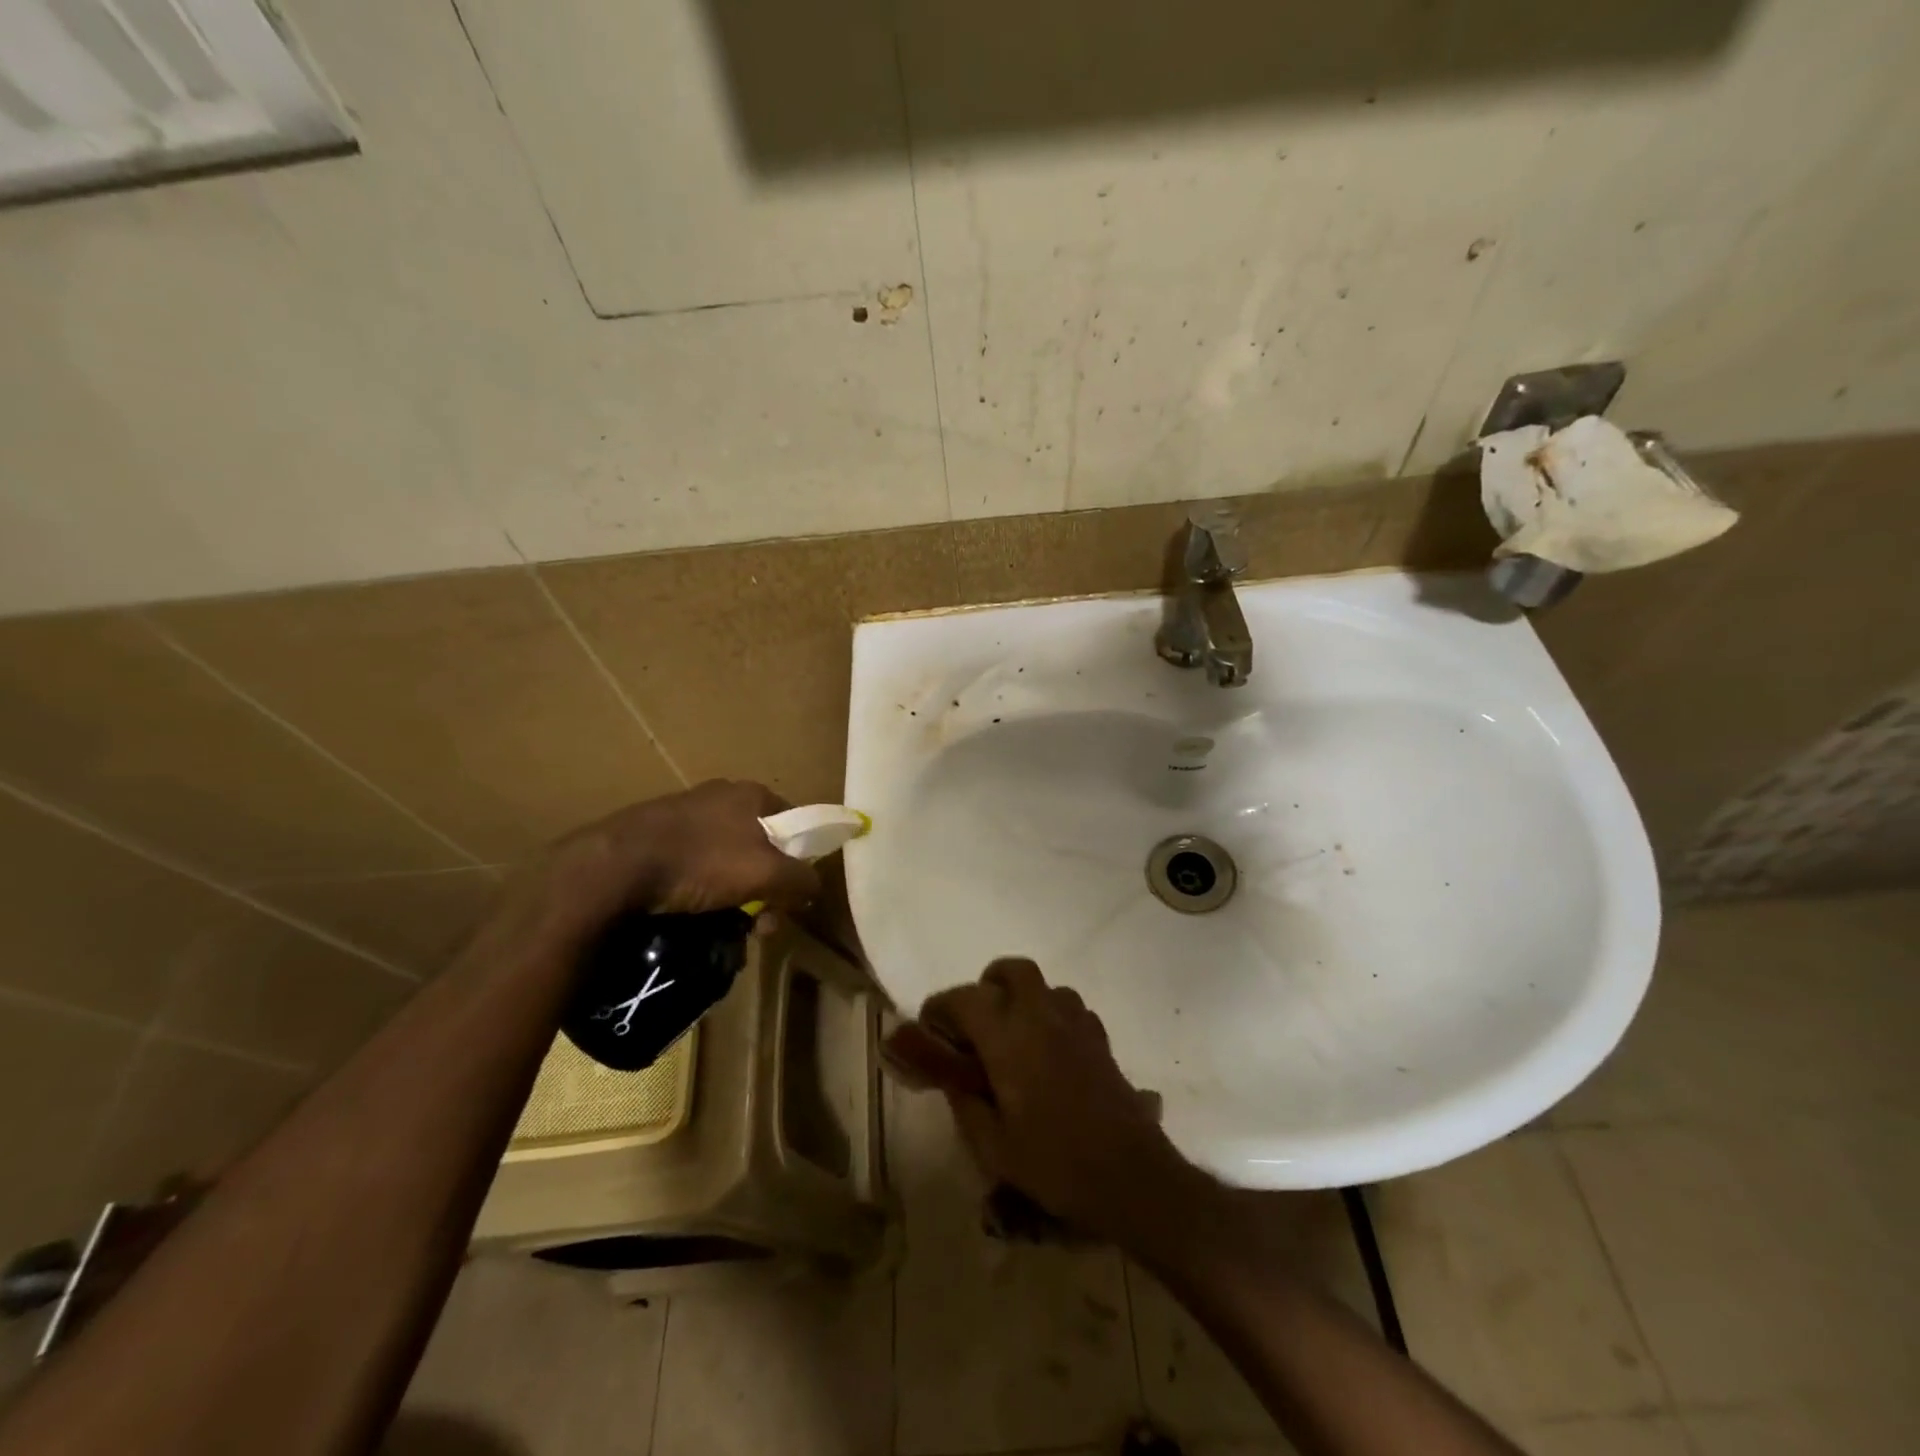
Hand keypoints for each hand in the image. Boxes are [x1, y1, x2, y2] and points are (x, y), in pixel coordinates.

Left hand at [515, 781, 821, 945]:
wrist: (615, 866)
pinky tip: (691, 911)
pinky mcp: (654, 832)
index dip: (800, 860)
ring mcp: (685, 811)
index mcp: (752, 793)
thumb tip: (814, 887)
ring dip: (734, 892)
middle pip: (761, 844)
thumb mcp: (767, 874)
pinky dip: (700, 887)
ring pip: (727, 857)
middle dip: (766, 886)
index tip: (790, 897)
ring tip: (724, 925)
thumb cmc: (702, 862)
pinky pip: (693, 863)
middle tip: (758, 924)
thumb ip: (801, 879)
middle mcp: (722, 794)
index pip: (795, 823)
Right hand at [905, 958, 1203, 1246]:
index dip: (941, 1008)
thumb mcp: (992, 1147)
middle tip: (977, 1020)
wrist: (1130, 1174)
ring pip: (1045, 986)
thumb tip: (952, 1079)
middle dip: (989, 984)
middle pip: (1012, 971)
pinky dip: (1052, 1016)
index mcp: (1008, 1038)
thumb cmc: (1054, 1163)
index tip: (930, 1028)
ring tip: (1013, 1035)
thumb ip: (965, 1104)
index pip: (965, 999)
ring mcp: (1076, 1024)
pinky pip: (1070, 1008)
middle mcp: (1041, 1017)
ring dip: (1023, 998)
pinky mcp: (1100, 1039)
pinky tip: (1049, 1051)